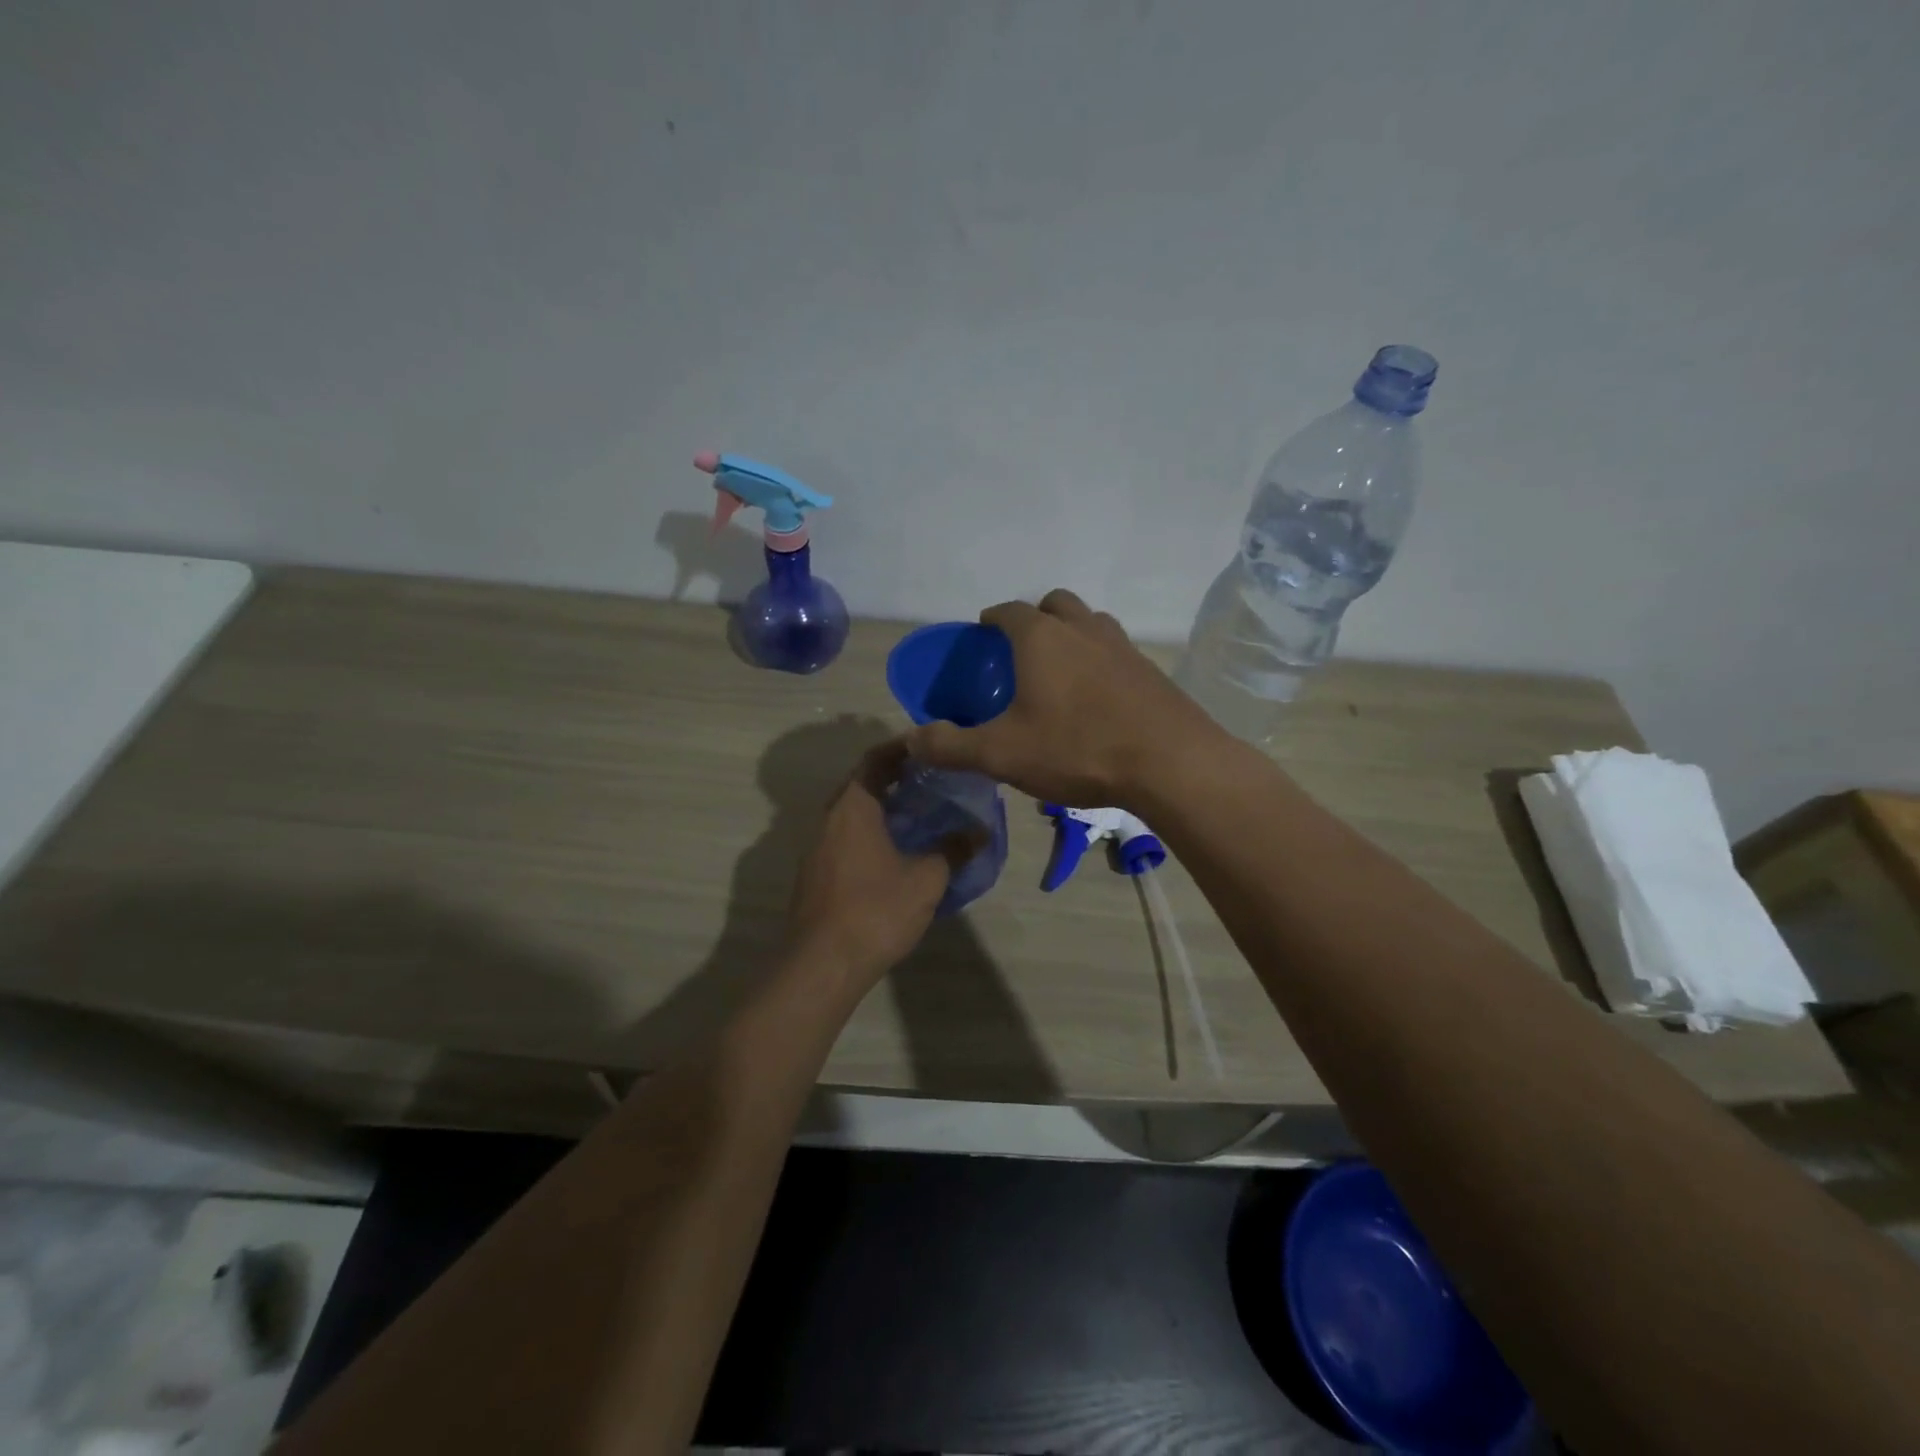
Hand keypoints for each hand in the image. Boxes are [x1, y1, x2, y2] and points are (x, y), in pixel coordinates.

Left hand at [785, 741, 981, 988]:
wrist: (821, 965)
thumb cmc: (875, 911)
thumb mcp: (926, 880)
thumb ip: (953, 850)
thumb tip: (980, 831)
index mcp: (853, 807)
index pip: (875, 759)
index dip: (902, 748)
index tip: (929, 747)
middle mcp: (829, 819)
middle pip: (862, 784)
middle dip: (896, 778)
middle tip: (933, 780)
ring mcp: (817, 848)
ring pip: (853, 813)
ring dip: (883, 808)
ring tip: (921, 814)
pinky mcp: (815, 874)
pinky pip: (845, 837)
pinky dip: (871, 832)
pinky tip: (896, 852)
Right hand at [902, 589, 1226, 809]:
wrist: (1170, 763)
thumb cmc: (1077, 748)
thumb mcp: (1001, 754)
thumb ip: (950, 746)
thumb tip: (911, 739)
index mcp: (1041, 638)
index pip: (1008, 611)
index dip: (991, 619)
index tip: (982, 633)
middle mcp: (1083, 629)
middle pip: (1055, 603)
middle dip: (1035, 617)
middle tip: (1022, 650)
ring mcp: (1122, 646)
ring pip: (1091, 622)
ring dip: (1072, 634)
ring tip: (1060, 671)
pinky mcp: (1150, 670)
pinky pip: (1117, 651)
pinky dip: (1100, 661)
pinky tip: (1097, 699)